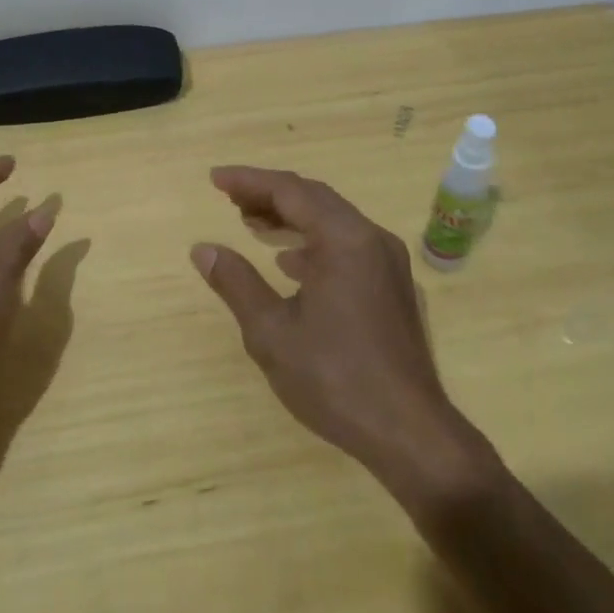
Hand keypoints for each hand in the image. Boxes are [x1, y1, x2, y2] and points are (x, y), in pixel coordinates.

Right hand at [192, 167, 478, 500]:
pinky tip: (290, 262)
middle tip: (229, 198)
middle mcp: (371, 238)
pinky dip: (313, 241)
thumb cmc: (335, 379)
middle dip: (269, 194)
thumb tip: (204, 249)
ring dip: (291, 216)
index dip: (249, 180)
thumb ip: (236, 283)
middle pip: (314, 198)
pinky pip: (347, 244)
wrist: (410, 433)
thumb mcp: (272, 332)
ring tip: (252, 222)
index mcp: (344, 239)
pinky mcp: (392, 286)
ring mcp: (387, 261)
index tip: (215, 179)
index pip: (290, 190)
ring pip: (333, 220)